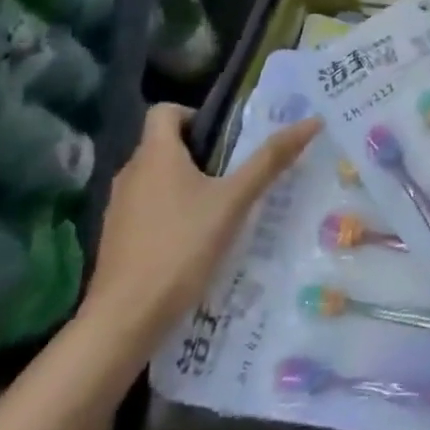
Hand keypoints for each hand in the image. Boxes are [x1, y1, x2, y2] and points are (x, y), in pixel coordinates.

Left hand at [84, 104, 321, 350]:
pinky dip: (171, 213)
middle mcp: (131, 173)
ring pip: (157, 179)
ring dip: (187, 184)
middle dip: (201, 153)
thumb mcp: (235, 201)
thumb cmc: (181, 246)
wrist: (125, 318)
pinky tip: (196, 240)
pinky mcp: (117, 238)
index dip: (196, 115)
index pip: (165, 110)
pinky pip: (148, 208)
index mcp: (155, 155)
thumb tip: (312, 121)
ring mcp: (119, 208)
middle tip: (238, 173)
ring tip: (223, 207)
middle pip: (165, 145)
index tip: (226, 139)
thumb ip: (270, 160)